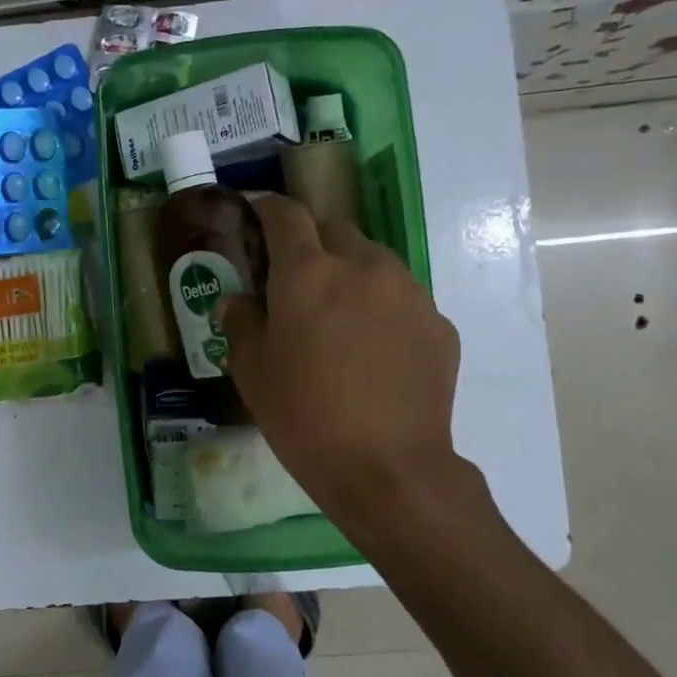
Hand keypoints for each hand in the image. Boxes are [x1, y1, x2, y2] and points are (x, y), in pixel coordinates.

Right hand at [219, 195, 461, 532]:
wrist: (388, 469)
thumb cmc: (304, 416)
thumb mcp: (252, 371)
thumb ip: (241, 322)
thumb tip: (238, 300)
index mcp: (308, 273)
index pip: (286, 215)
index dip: (268, 208)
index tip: (257, 214)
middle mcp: (363, 267)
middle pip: (335, 229)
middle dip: (312, 242)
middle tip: (296, 279)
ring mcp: (408, 293)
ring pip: (374, 260)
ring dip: (351, 272)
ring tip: (340, 315)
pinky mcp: (438, 324)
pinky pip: (403, 298)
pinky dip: (382, 307)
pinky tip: (374, 349)